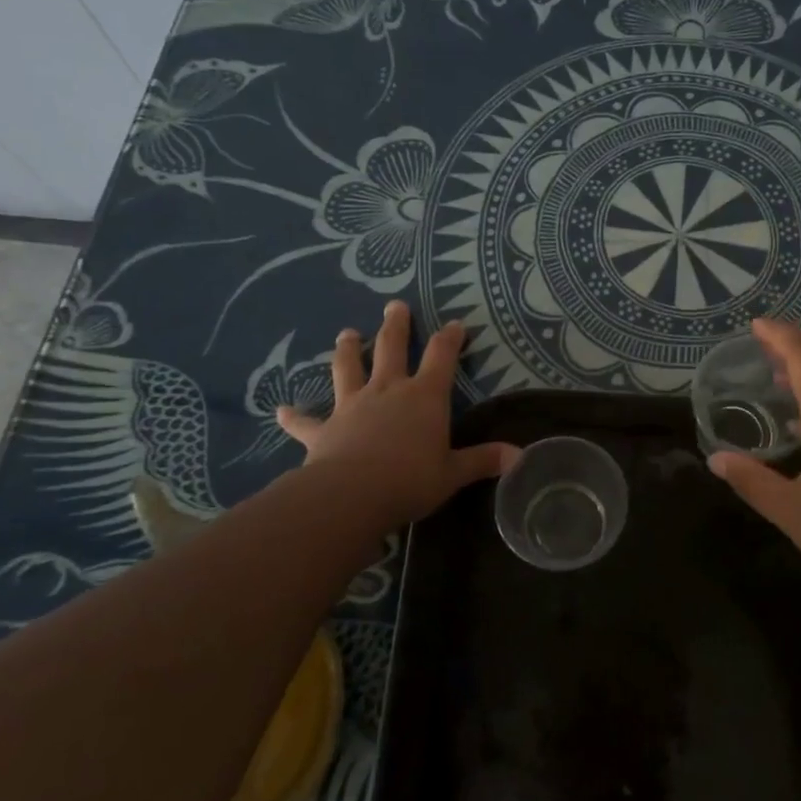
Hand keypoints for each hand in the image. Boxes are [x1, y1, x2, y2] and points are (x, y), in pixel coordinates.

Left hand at [275, 300, 517, 533]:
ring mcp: (352, 406)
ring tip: (346, 333)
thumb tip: (520, 457)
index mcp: (424, 397)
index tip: (455, 323)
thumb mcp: (453, 473)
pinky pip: (306, 421)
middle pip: (391, 348)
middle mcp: (388, 391)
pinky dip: (293, 416)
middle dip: (395, 325)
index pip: (442, 356)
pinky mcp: (324, 430)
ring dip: (348, 350)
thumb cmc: (410, 480)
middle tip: (394, 305)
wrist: (350, 495)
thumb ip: (483, 460)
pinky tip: (280, 410)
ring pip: (348, 369)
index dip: (450, 338)